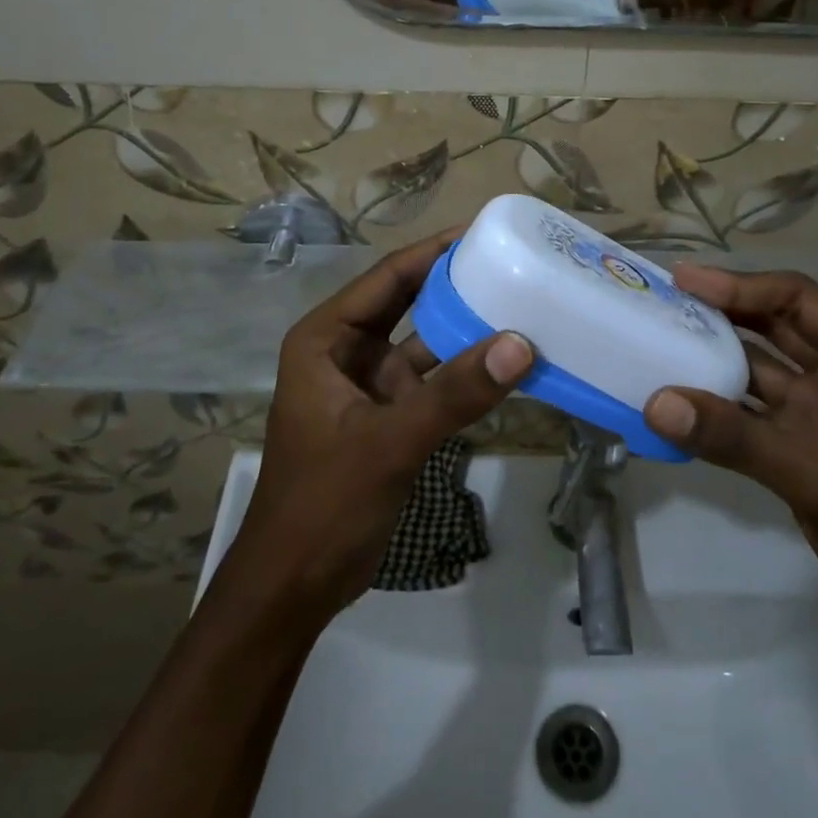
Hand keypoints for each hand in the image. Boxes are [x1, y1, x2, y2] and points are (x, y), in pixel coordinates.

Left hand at [237, 232, 533, 619]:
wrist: (294, 586)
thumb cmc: (323, 503)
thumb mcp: (388, 442)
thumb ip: (454, 394)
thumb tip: (521, 344)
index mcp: (325, 339)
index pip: (387, 278)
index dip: (434, 251)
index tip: (485, 230)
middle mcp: (347, 353)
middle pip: (408, 303)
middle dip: (455, 283)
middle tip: (512, 262)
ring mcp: (370, 387)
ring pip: (426, 344)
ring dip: (467, 331)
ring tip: (523, 305)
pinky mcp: (390, 419)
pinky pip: (435, 383)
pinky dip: (467, 375)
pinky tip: (509, 366)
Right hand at [642, 265, 817, 668]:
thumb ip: (738, 440)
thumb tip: (655, 404)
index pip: (797, 300)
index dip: (738, 286)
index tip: (680, 280)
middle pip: (774, 326)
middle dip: (719, 313)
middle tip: (658, 300)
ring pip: (757, 370)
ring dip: (711, 359)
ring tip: (654, 340)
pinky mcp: (803, 449)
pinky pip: (749, 416)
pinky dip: (713, 409)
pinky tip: (672, 403)